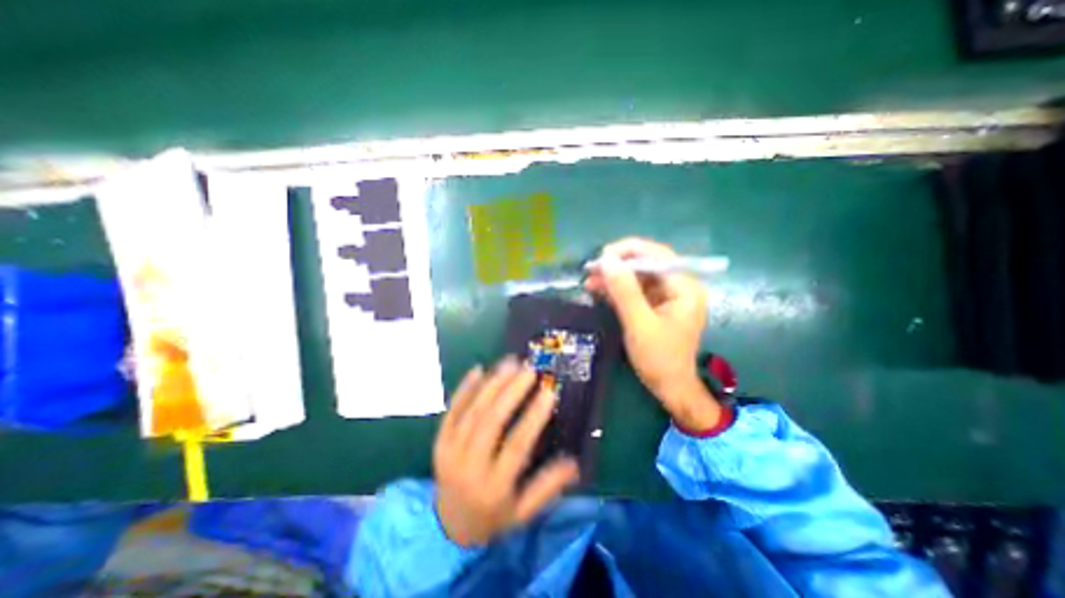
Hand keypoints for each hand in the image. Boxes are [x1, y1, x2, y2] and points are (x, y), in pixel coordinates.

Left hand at [434, 358, 580, 547]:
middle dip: (511, 392)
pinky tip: (478, 370)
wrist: (447, 527)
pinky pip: (451, 411)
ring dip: (492, 384)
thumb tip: (575, 462)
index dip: (533, 417)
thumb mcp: (523, 513)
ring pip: (472, 412)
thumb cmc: (493, 517)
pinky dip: (464, 389)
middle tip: (529, 369)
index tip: (549, 391)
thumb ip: (548, 487)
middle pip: (490, 422)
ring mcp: (450, 452)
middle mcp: (469, 467)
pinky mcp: (440, 441)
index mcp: (494, 488)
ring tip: (510, 363)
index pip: (516, 446)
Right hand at [582, 236, 722, 428]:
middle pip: (646, 263)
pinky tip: (598, 290)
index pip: (657, 255)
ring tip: (589, 281)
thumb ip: (624, 291)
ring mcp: (666, 295)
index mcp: (684, 287)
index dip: (628, 251)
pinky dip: (616, 289)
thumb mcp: (639, 324)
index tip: (602, 257)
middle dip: (618, 265)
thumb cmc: (659, 359)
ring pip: (637, 276)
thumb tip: (607, 261)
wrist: (669, 387)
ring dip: (613, 277)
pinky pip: (634, 290)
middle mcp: (678, 286)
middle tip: (592, 269)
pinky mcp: (655, 305)